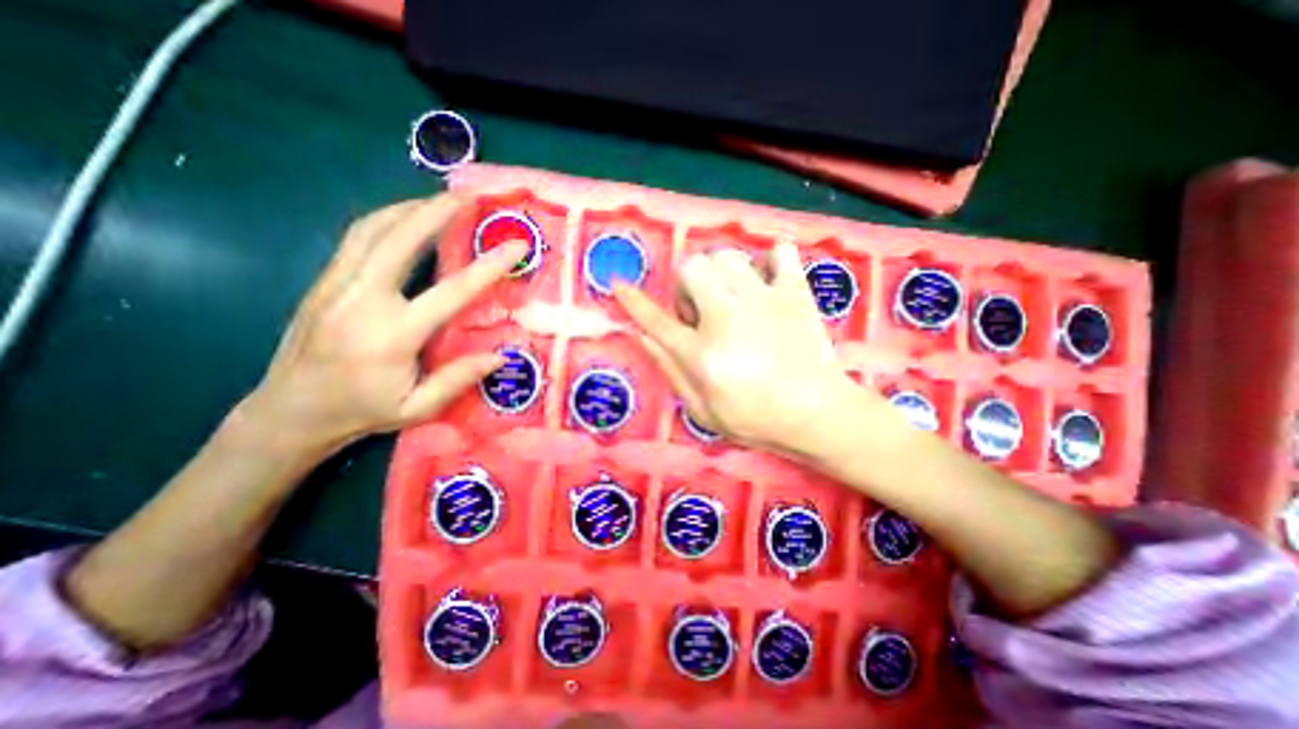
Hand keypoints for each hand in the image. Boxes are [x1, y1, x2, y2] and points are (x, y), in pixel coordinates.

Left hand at [236, 193, 526, 455]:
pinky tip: (405, 218)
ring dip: (410, 208)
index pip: (451, 291)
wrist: (288, 411)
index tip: (515, 246)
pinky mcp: (324, 281)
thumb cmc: (360, 411)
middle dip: (437, 212)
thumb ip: (458, 379)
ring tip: (441, 199)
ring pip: (373, 229)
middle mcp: (362, 299)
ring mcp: (337, 285)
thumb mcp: (417, 407)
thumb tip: (501, 355)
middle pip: (402, 239)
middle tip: (469, 195)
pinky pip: (357, 238)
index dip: (488, 266)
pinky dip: (386, 219)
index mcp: (393, 334)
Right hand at [613, 241, 882, 455]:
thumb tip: (640, 336)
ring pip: (727, 256)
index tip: (618, 283)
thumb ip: (669, 370)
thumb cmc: (756, 420)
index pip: (655, 319)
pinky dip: (770, 262)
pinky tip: (768, 284)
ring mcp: (763, 300)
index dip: (632, 300)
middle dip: (688, 286)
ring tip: (732, 298)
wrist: (818, 415)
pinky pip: (779, 253)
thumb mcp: (702, 410)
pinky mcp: (794, 293)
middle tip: (702, 311)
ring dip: (721, 274)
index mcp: (701, 353)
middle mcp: (726, 317)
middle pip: (691, 269)